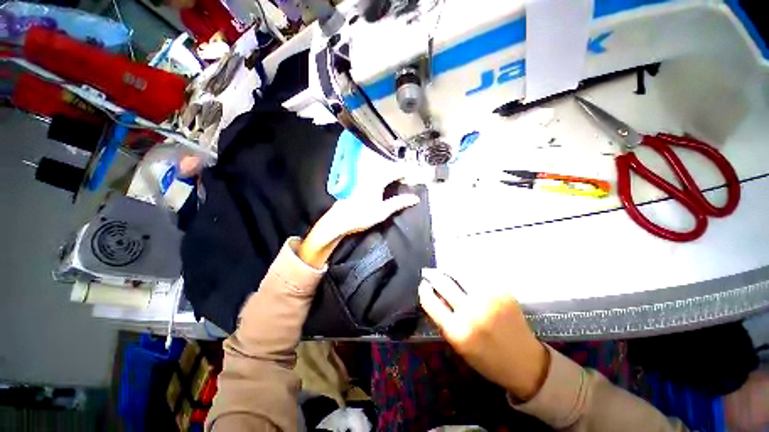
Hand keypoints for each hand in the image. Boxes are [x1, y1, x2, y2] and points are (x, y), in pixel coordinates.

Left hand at [298, 174, 419, 268]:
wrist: (338, 221)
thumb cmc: (360, 217)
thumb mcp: (383, 211)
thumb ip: (399, 203)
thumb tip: (414, 198)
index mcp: (377, 180)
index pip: (396, 170)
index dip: (407, 173)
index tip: (413, 179)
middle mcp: (369, 174)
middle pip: (388, 167)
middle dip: (399, 172)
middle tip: (405, 181)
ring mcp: (362, 177)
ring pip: (380, 169)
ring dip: (390, 174)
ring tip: (396, 183)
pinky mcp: (357, 181)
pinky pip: (373, 174)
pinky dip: (381, 177)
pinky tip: (383, 186)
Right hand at [419, 269, 548, 401]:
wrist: (525, 362)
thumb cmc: (487, 359)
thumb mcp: (458, 345)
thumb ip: (444, 319)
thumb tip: (434, 295)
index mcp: (457, 331)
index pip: (430, 301)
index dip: (423, 289)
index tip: (423, 284)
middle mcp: (471, 311)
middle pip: (444, 282)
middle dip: (433, 275)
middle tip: (430, 273)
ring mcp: (488, 299)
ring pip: (460, 274)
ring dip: (450, 272)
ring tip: (447, 272)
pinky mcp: (501, 291)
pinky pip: (477, 276)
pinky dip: (467, 275)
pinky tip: (466, 277)